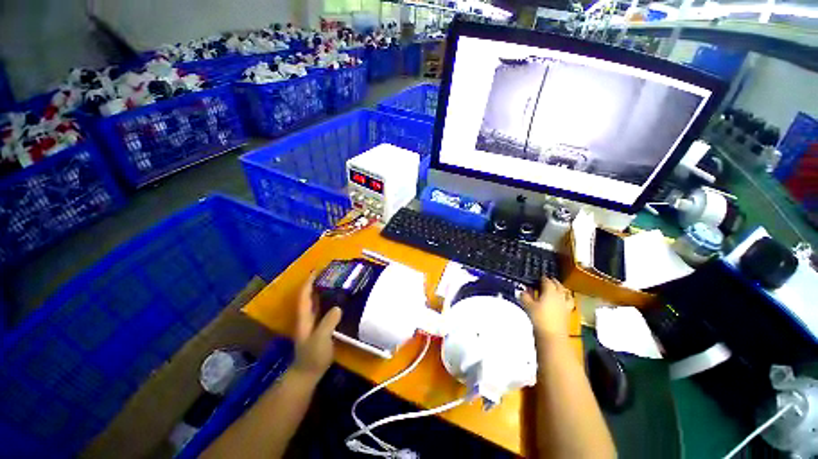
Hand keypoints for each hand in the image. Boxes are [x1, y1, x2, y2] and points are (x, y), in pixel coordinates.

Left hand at [292, 275, 341, 379]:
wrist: (308, 373)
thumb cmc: (312, 356)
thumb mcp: (320, 339)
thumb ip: (328, 323)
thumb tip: (338, 307)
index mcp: (304, 317)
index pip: (304, 295)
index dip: (309, 282)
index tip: (317, 270)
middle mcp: (307, 316)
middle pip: (310, 295)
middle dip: (317, 282)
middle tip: (332, 273)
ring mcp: (313, 322)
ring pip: (317, 301)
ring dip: (323, 290)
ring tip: (337, 281)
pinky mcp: (320, 327)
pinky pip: (324, 308)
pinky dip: (329, 300)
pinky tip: (339, 299)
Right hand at [521, 277, 573, 339]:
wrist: (552, 336)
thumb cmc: (539, 318)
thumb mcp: (528, 306)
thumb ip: (525, 297)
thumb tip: (523, 291)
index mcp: (550, 292)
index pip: (547, 281)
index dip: (543, 278)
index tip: (539, 277)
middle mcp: (559, 296)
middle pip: (558, 286)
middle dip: (554, 282)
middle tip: (548, 280)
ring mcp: (565, 305)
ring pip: (566, 293)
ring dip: (562, 289)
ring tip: (559, 288)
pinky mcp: (568, 314)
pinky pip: (569, 302)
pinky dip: (566, 299)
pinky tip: (562, 301)